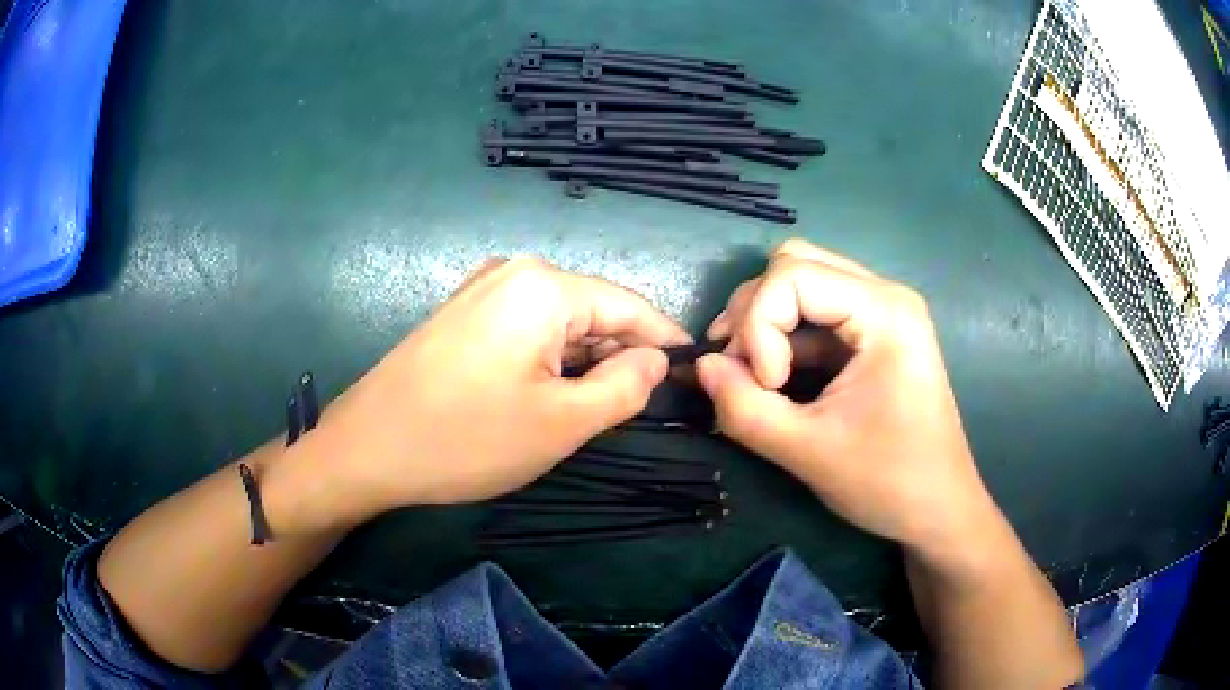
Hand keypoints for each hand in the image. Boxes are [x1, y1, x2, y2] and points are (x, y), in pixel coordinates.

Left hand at [266, 257, 688, 533]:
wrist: (368, 448)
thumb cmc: (467, 438)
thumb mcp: (563, 423)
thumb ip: (625, 387)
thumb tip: (655, 359)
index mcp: (545, 287)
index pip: (629, 307)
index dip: (665, 339)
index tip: (695, 368)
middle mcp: (515, 273)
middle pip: (592, 312)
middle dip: (619, 356)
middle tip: (636, 408)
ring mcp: (482, 290)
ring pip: (559, 323)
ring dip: (582, 363)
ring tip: (589, 410)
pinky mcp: (463, 314)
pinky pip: (526, 329)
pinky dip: (549, 360)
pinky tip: (545, 396)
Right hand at [696, 239, 997, 564]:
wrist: (940, 510)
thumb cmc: (889, 482)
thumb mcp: (809, 452)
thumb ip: (744, 408)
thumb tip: (700, 366)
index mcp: (885, 311)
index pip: (792, 275)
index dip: (759, 326)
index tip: (767, 387)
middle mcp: (885, 296)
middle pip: (795, 266)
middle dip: (756, 314)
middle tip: (741, 372)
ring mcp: (881, 313)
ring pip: (801, 285)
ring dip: (765, 324)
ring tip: (752, 378)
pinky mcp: (872, 336)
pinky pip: (815, 316)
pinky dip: (783, 339)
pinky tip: (773, 379)